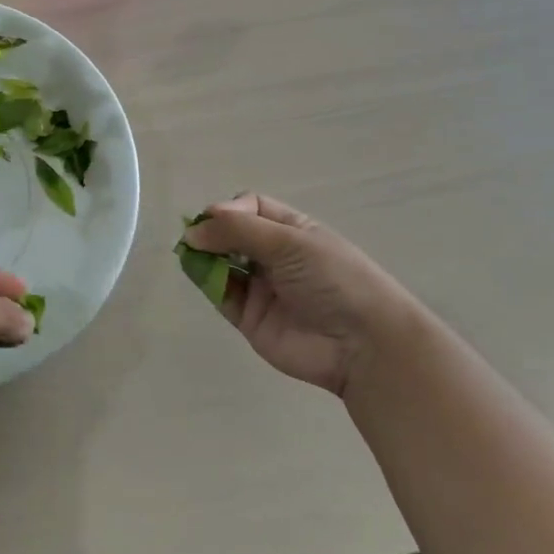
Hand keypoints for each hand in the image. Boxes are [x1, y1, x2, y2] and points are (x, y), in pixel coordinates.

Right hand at [184, 193, 432, 396]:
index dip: (229, 210)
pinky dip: (206, 282)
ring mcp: (260, 287)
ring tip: (191, 256)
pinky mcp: (249, 317)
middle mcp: (273, 255)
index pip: (249, 207)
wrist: (362, 345)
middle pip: (230, 234)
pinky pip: (220, 294)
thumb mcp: (289, 242)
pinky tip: (198, 274)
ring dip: (203, 256)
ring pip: (220, 263)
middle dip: (211, 232)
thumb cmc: (333, 279)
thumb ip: (238, 230)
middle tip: (194, 239)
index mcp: (291, 230)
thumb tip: (192, 229)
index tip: (215, 219)